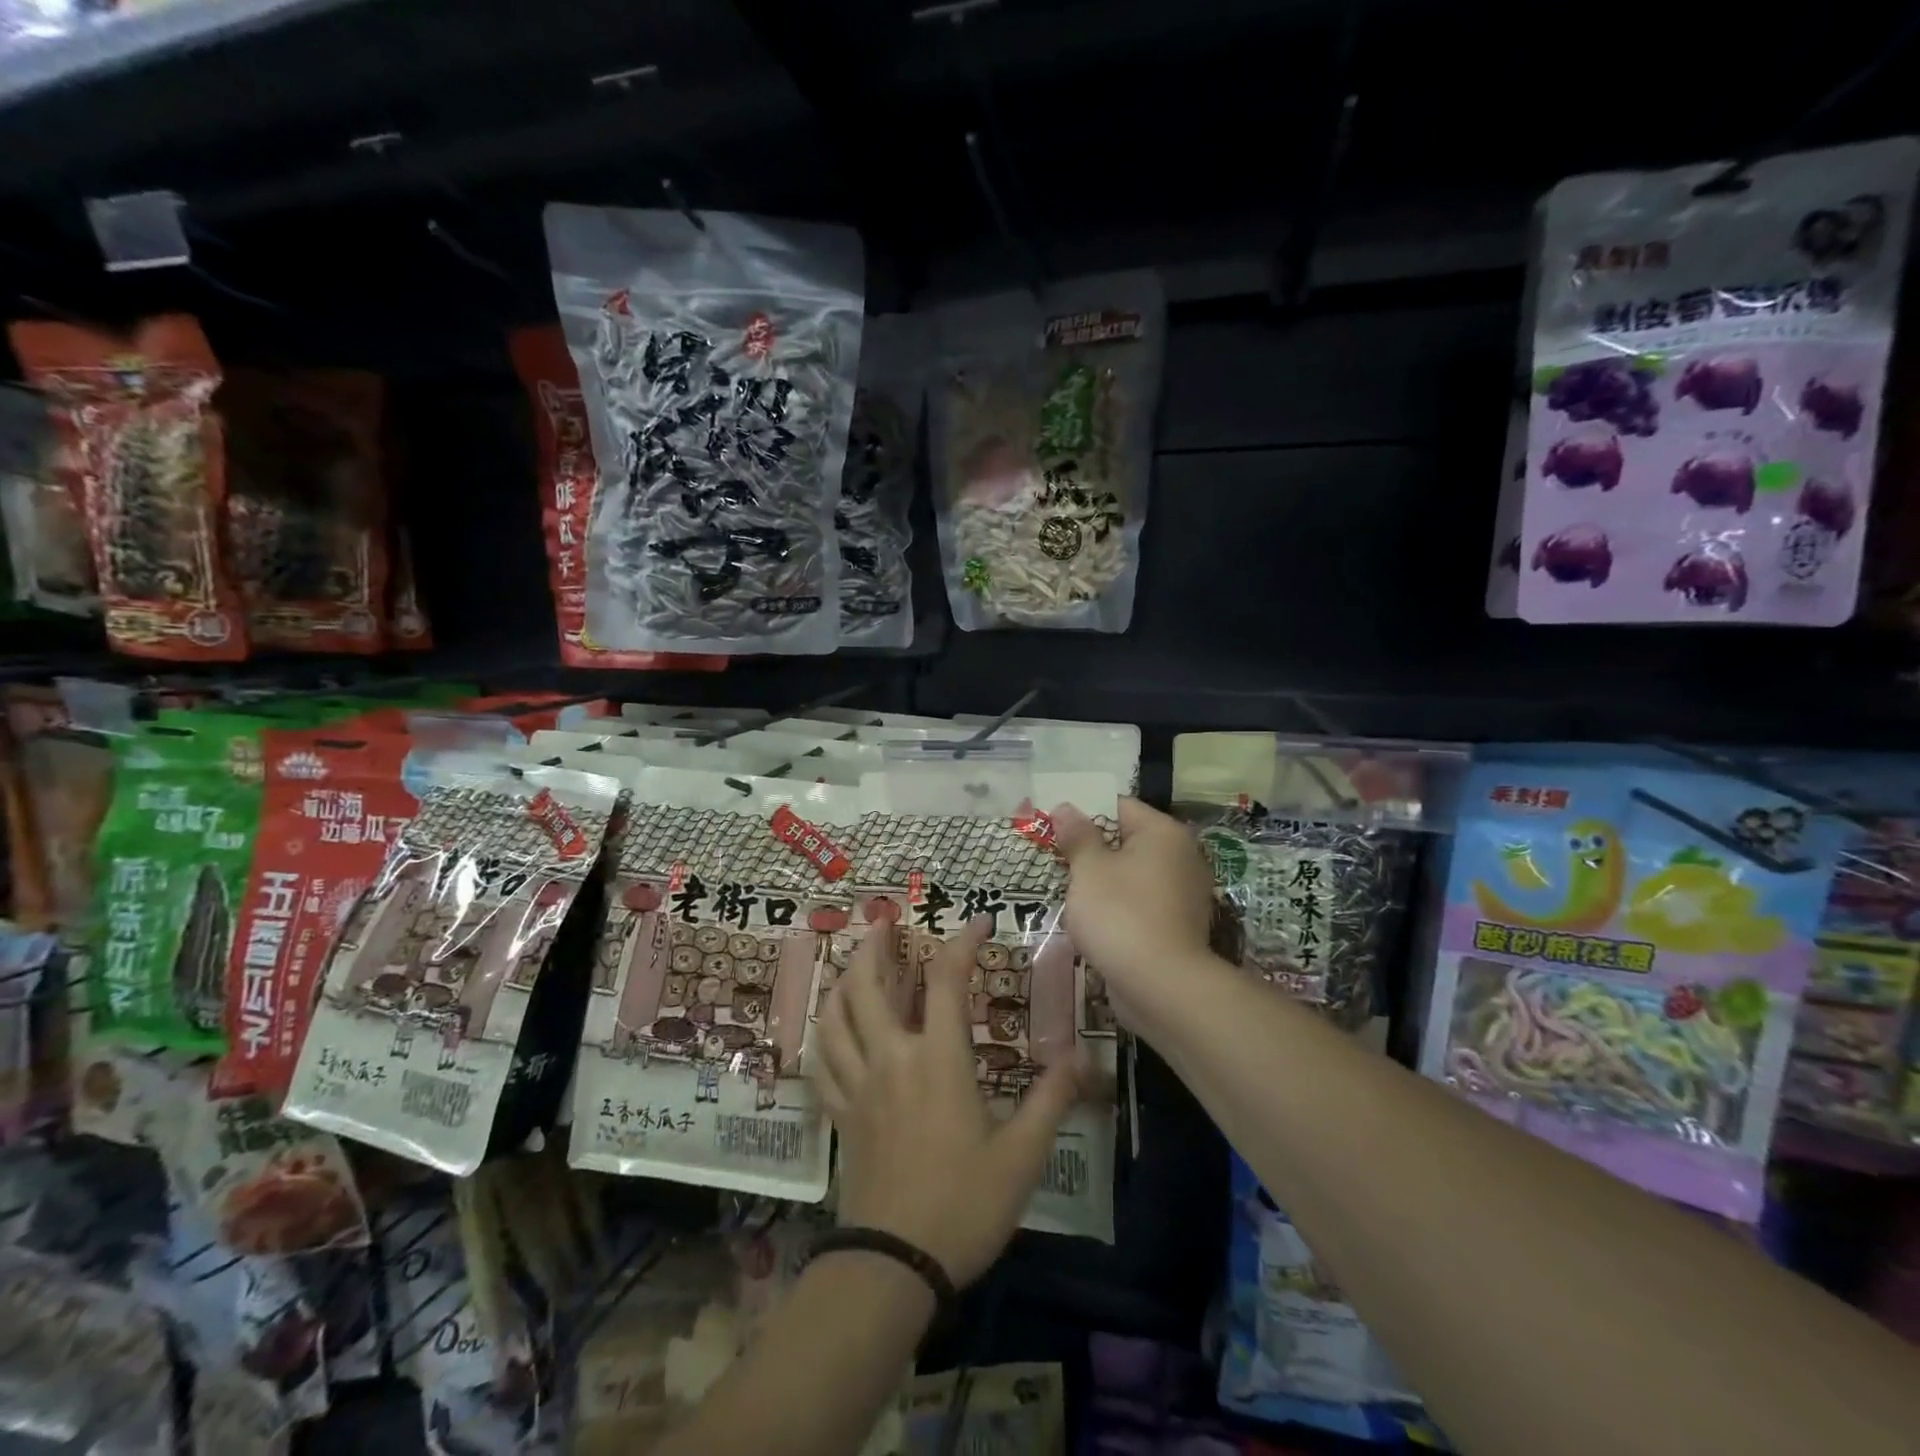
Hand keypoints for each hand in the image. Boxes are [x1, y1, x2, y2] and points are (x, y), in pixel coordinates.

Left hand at [814, 915, 1085, 1287]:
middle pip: (869, 985)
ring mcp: (859, 1085)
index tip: (980, 921)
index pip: (946, 979)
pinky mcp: (842, 1114)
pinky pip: (823, 1061)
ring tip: (854, 963)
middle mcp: (892, 1058)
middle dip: (874, 946)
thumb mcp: (1022, 1155)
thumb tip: (1081, 1058)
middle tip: (882, 921)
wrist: (895, 1264)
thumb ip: (1051, 1099)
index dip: (963, 941)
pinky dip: (825, 1034)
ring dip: (844, 981)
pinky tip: (832, 1029)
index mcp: (938, 1059)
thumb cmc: (964, 1204)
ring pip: (837, 1017)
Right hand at [1051, 797, 1215, 1005]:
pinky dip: (1119, 906)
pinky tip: (1094, 920)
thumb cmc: (1120, 914)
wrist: (1162, 986)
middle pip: (1127, 840)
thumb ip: (1077, 836)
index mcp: (1163, 833)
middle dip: (1091, 848)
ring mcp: (1184, 893)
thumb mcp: (1089, 870)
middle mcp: (1182, 856)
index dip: (1084, 812)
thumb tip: (1066, 807)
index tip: (1054, 827)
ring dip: (1103, 880)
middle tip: (1055, 859)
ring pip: (1133, 874)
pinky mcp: (1179, 925)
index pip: (1119, 806)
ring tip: (1069, 891)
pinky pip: (1141, 902)